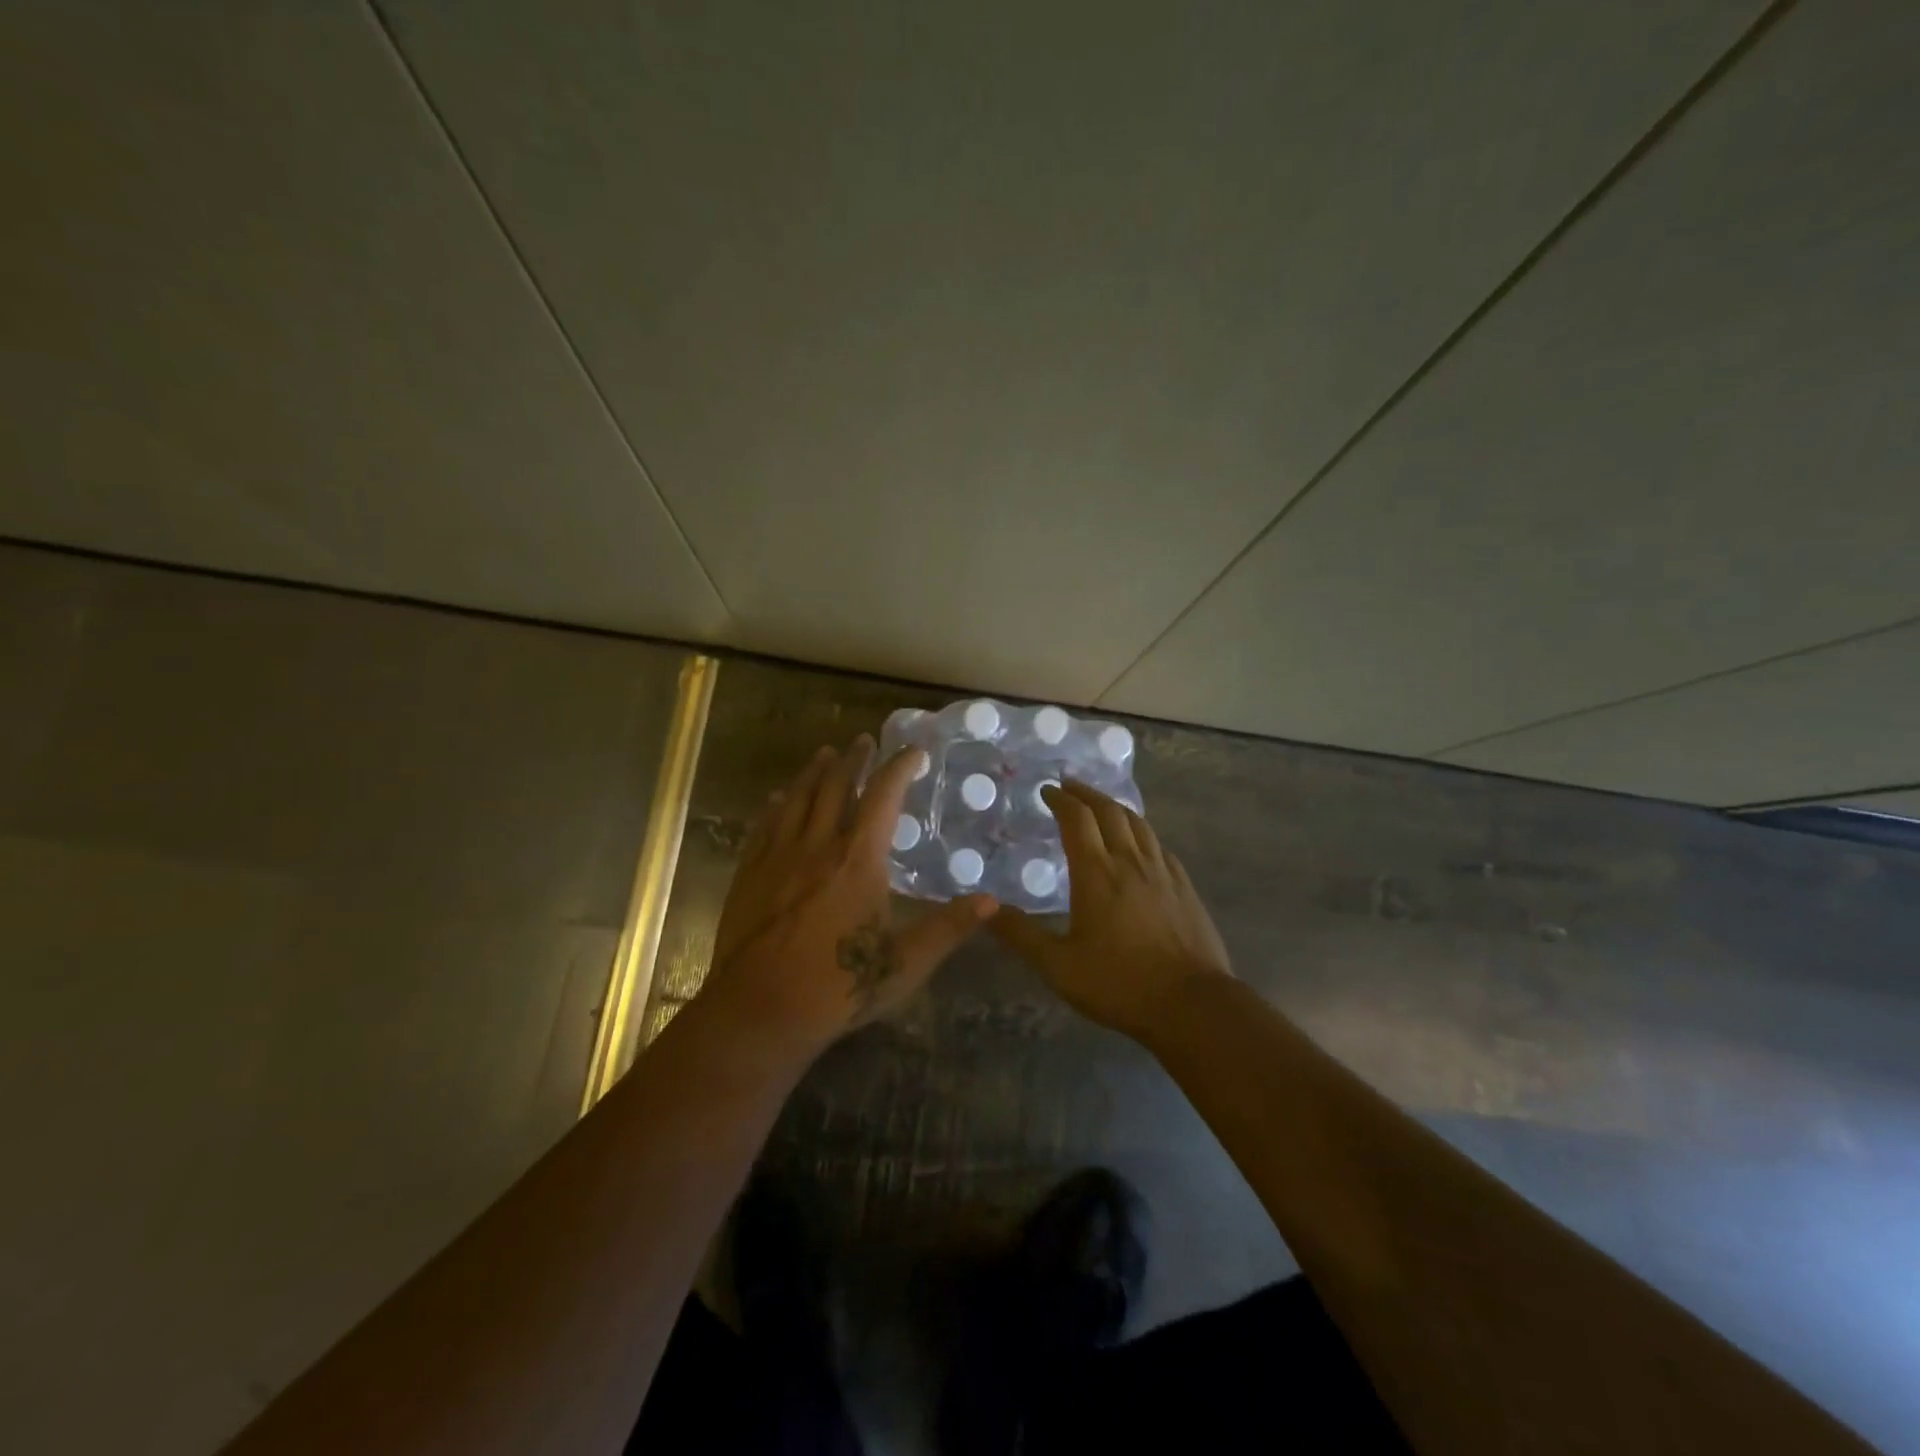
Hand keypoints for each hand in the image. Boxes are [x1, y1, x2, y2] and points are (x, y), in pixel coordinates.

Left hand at [701, 736, 997, 1052]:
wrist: (760, 1012)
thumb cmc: (839, 988)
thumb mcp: (905, 963)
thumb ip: (947, 929)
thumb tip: (991, 901)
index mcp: (859, 861)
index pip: (884, 797)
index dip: (900, 767)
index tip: (913, 751)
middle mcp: (818, 846)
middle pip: (836, 787)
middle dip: (854, 760)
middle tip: (864, 740)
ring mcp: (778, 857)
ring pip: (798, 799)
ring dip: (814, 772)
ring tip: (825, 753)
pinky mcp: (749, 874)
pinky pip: (764, 826)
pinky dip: (777, 805)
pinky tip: (778, 797)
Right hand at [991, 780, 1231, 1042]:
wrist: (1192, 1004)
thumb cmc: (1119, 983)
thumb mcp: (1058, 966)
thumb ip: (1021, 935)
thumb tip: (985, 910)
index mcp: (1097, 873)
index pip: (1077, 819)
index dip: (1061, 799)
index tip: (1046, 791)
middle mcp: (1130, 862)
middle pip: (1110, 811)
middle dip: (1087, 794)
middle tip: (1070, 787)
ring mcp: (1163, 872)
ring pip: (1138, 824)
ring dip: (1115, 807)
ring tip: (1102, 806)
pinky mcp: (1185, 888)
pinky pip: (1159, 846)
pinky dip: (1142, 833)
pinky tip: (1140, 844)